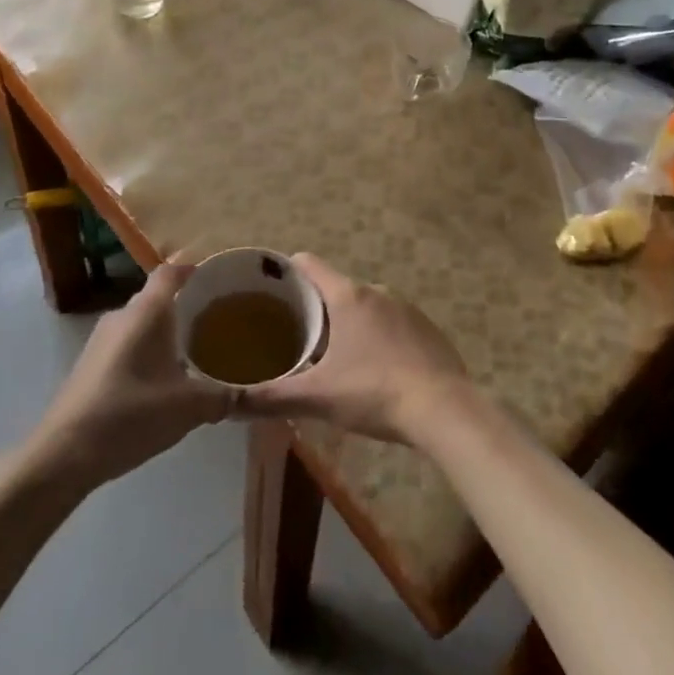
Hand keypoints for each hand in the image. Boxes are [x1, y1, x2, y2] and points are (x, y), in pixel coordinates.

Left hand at [30, 262, 233, 490]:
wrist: (62, 455)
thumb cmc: (129, 415)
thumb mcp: (188, 407)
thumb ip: (224, 396)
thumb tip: (252, 395)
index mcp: (146, 311)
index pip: (171, 272)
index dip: (193, 268)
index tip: (217, 277)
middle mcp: (122, 316)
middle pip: (157, 298)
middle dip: (186, 306)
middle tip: (217, 320)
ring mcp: (101, 341)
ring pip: (142, 324)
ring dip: (166, 334)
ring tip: (196, 352)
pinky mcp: (90, 366)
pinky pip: (127, 345)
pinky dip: (148, 353)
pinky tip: (163, 382)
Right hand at [233, 254, 473, 445]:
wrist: (444, 410)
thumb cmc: (375, 392)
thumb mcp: (318, 396)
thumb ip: (272, 396)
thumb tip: (229, 402)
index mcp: (347, 295)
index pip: (308, 264)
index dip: (285, 273)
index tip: (268, 293)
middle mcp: (376, 291)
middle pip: (334, 289)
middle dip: (315, 310)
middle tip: (296, 341)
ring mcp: (405, 307)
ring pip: (364, 308)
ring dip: (348, 326)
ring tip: (334, 361)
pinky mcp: (426, 328)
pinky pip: (391, 324)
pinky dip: (377, 339)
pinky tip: (375, 372)